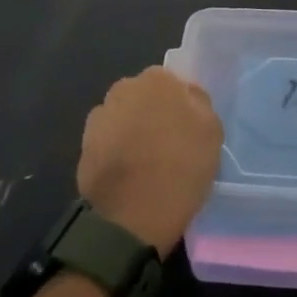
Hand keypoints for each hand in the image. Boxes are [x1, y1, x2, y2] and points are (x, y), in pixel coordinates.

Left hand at [77, 67, 223, 252]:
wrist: (130, 217)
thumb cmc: (179, 169)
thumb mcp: (212, 132)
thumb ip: (199, 103)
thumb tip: (186, 95)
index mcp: (157, 79)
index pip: (173, 83)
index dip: (181, 106)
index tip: (187, 130)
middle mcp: (124, 88)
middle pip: (145, 96)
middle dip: (154, 113)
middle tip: (168, 144)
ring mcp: (100, 115)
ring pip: (125, 116)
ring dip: (134, 130)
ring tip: (146, 162)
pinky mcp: (84, 144)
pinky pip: (109, 139)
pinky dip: (116, 150)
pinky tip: (127, 173)